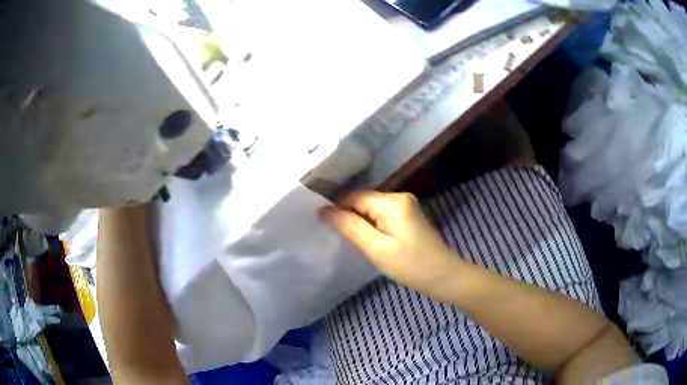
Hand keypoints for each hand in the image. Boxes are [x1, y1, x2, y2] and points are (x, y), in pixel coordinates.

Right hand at [320, 191, 461, 296]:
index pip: (354, 196)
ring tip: (348, 240)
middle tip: (334, 236)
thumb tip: (323, 210)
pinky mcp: (408, 217)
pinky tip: (367, 240)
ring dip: (359, 223)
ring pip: (372, 210)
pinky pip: (382, 216)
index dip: (337, 208)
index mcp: (392, 201)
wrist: (445, 277)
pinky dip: (372, 226)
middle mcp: (400, 197)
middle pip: (363, 201)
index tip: (322, 225)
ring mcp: (406, 207)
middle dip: (348, 216)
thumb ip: (349, 226)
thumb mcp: (376, 248)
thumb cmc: (411, 265)